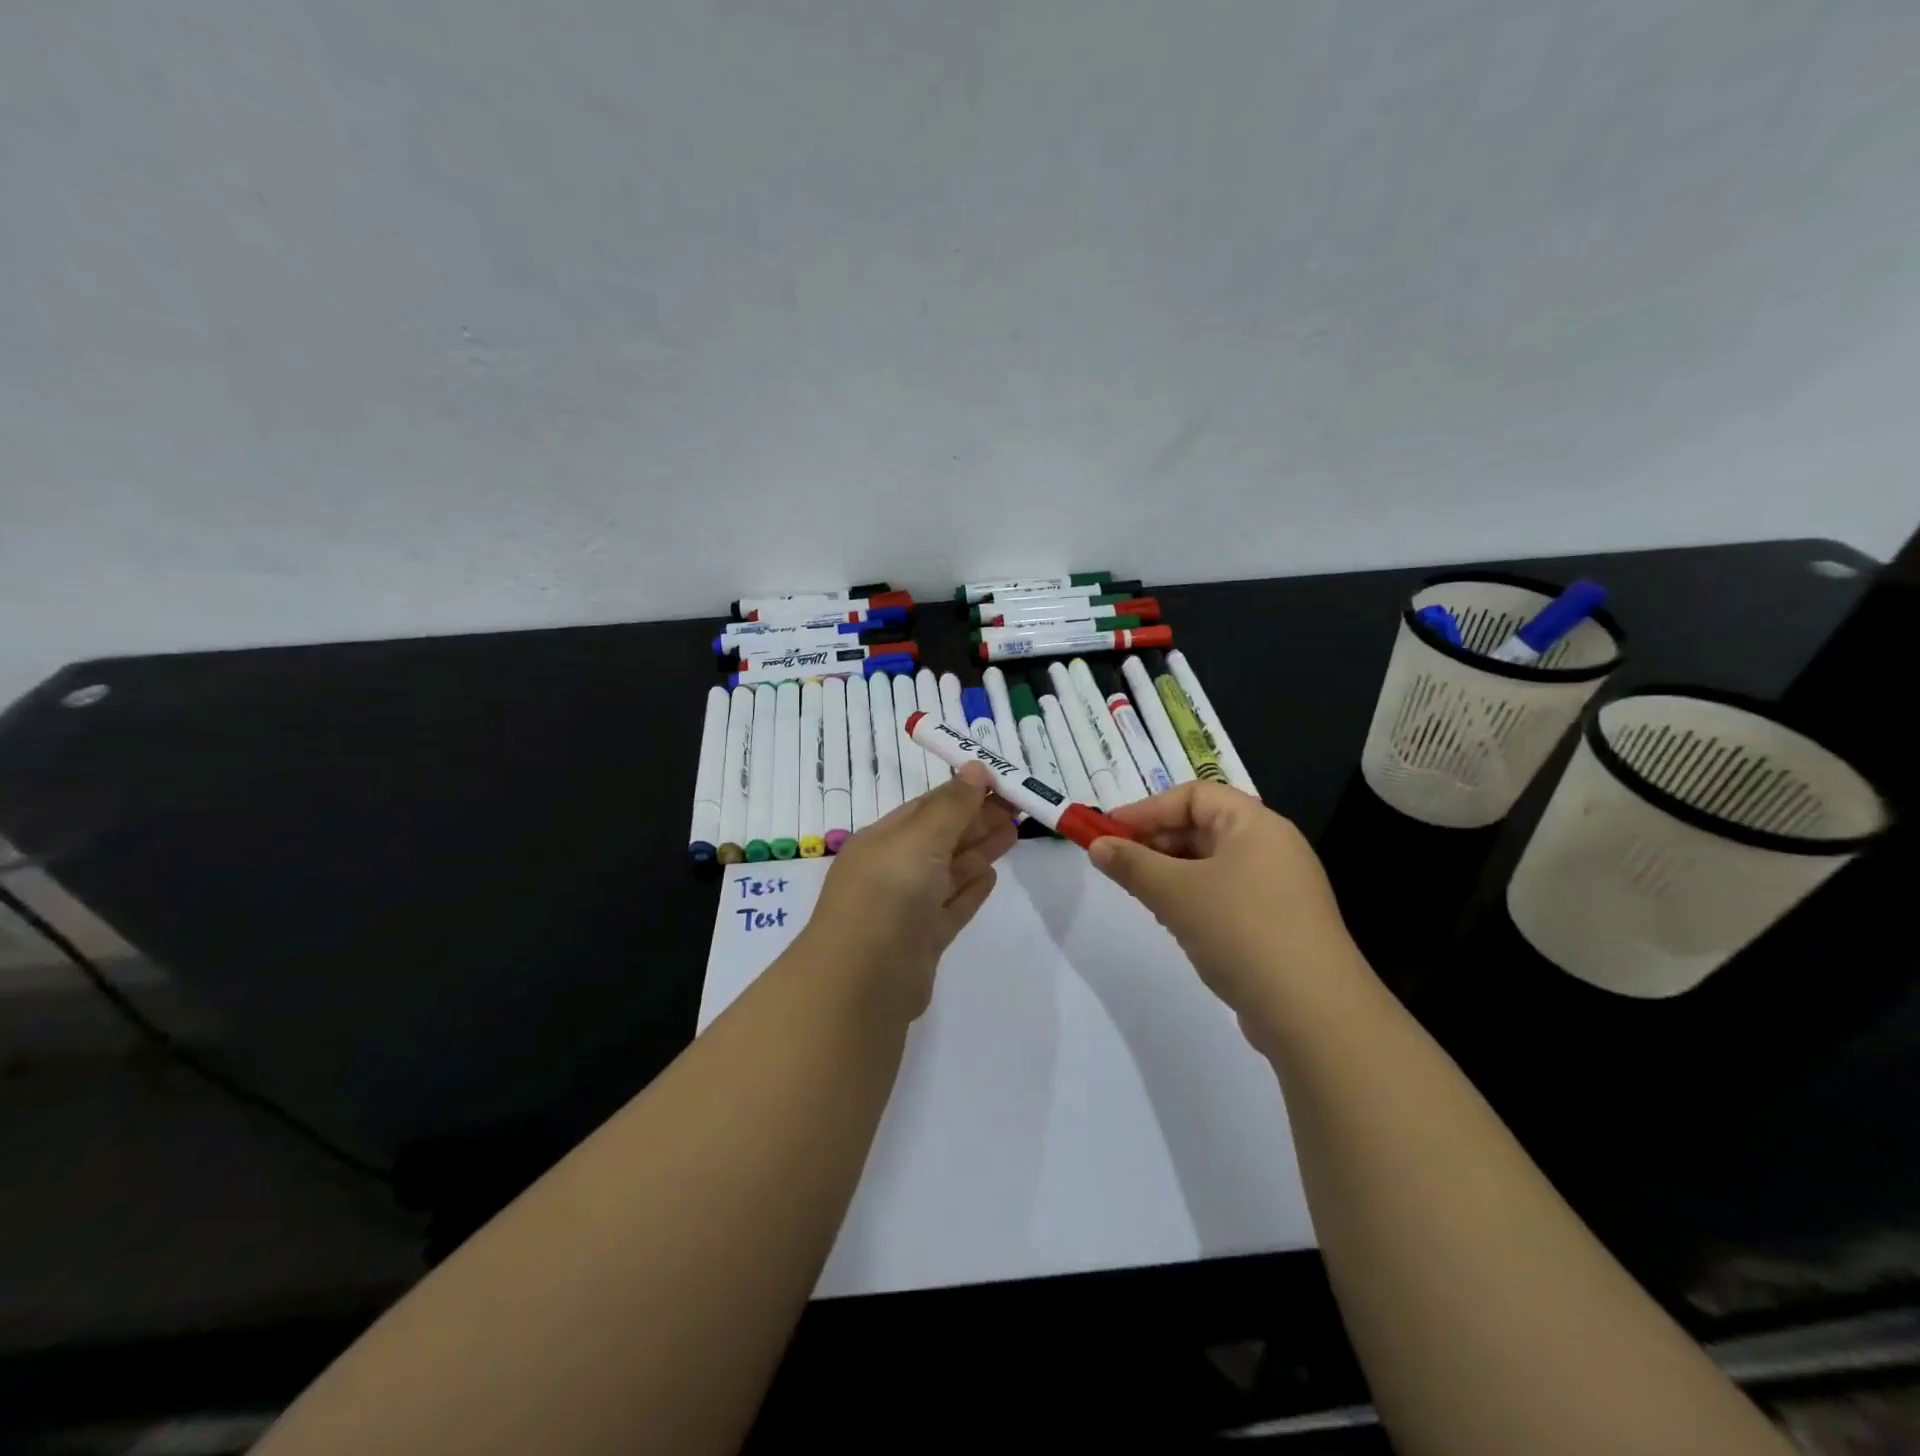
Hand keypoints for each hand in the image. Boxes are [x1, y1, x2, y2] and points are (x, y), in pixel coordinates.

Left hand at [802, 762, 1017, 1022]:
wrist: (863, 981)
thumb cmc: (889, 894)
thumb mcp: (920, 839)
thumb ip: (952, 806)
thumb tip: (977, 768)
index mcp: (884, 840)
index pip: (929, 807)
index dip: (965, 793)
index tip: (1003, 783)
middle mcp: (893, 870)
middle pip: (942, 838)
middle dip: (979, 820)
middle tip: (1020, 806)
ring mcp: (908, 908)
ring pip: (950, 872)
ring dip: (980, 851)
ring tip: (1013, 833)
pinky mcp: (923, 941)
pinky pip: (952, 907)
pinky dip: (971, 890)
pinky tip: (991, 878)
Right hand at [1088, 783, 1373, 1037]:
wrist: (1314, 1013)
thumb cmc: (1241, 931)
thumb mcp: (1175, 892)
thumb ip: (1131, 864)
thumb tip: (1097, 846)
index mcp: (1256, 824)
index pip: (1193, 795)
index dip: (1147, 809)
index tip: (1109, 833)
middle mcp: (1272, 847)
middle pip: (1202, 827)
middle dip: (1156, 843)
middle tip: (1119, 866)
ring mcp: (1279, 888)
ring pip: (1211, 865)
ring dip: (1171, 874)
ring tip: (1144, 897)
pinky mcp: (1278, 924)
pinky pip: (1226, 895)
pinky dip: (1194, 900)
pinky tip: (1176, 925)